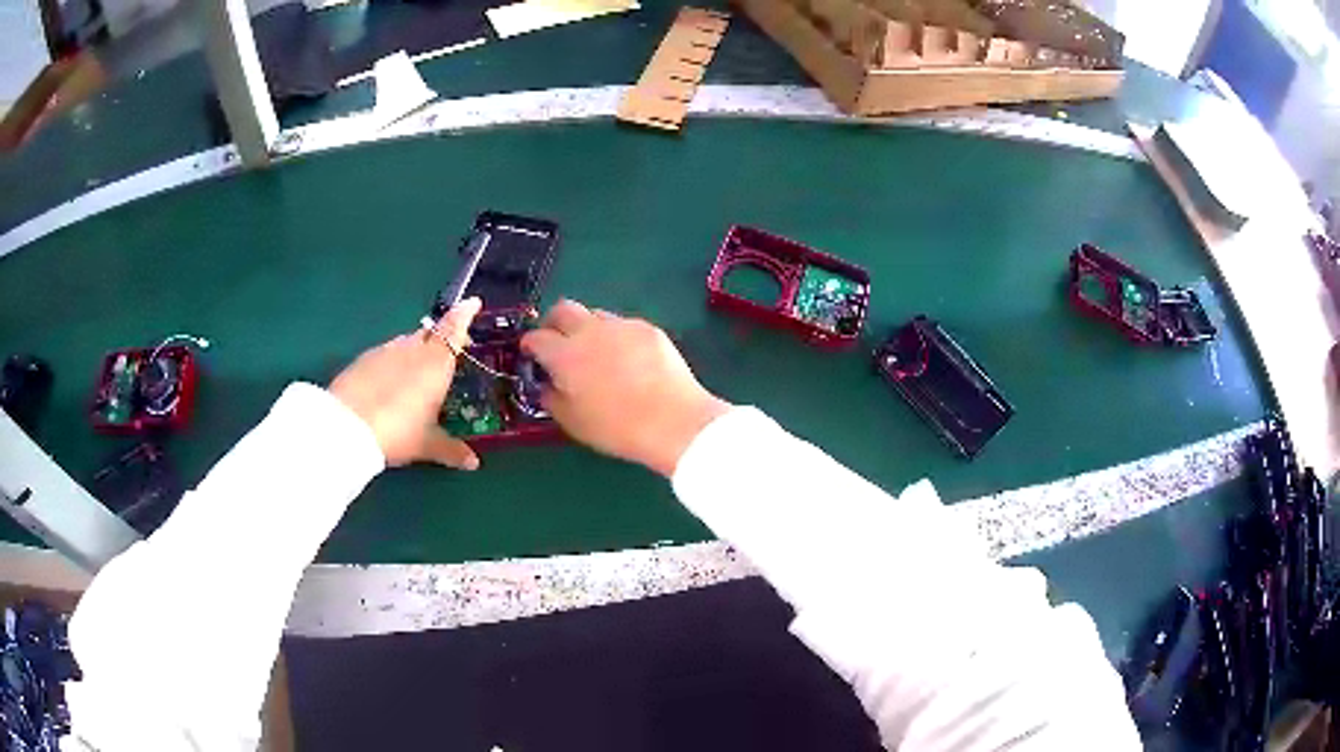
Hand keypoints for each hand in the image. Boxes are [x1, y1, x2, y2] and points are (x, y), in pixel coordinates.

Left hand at [329, 298, 482, 469]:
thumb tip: (473, 463)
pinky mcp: (363, 359)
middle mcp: (413, 349)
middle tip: (449, 350)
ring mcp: (385, 351)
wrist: (347, 426)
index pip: (454, 328)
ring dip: (416, 349)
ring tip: (418, 371)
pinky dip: (394, 361)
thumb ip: (451, 450)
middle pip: (431, 333)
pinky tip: (389, 382)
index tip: (472, 303)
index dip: (464, 315)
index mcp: (436, 363)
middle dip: (441, 336)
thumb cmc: (398, 431)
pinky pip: (386, 353)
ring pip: (407, 342)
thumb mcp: (427, 444)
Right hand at [521, 300, 729, 477]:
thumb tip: (546, 384)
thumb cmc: (617, 428)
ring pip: (594, 315)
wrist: (674, 422)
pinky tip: (628, 361)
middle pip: (562, 309)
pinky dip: (617, 338)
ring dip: (587, 329)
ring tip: (597, 354)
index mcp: (565, 355)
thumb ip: (551, 398)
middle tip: (558, 345)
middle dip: (554, 323)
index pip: (535, 338)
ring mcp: (621, 326)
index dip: (530, 347)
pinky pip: (623, 326)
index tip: (532, 357)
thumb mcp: (573, 423)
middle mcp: (589, 331)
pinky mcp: (648, 329)